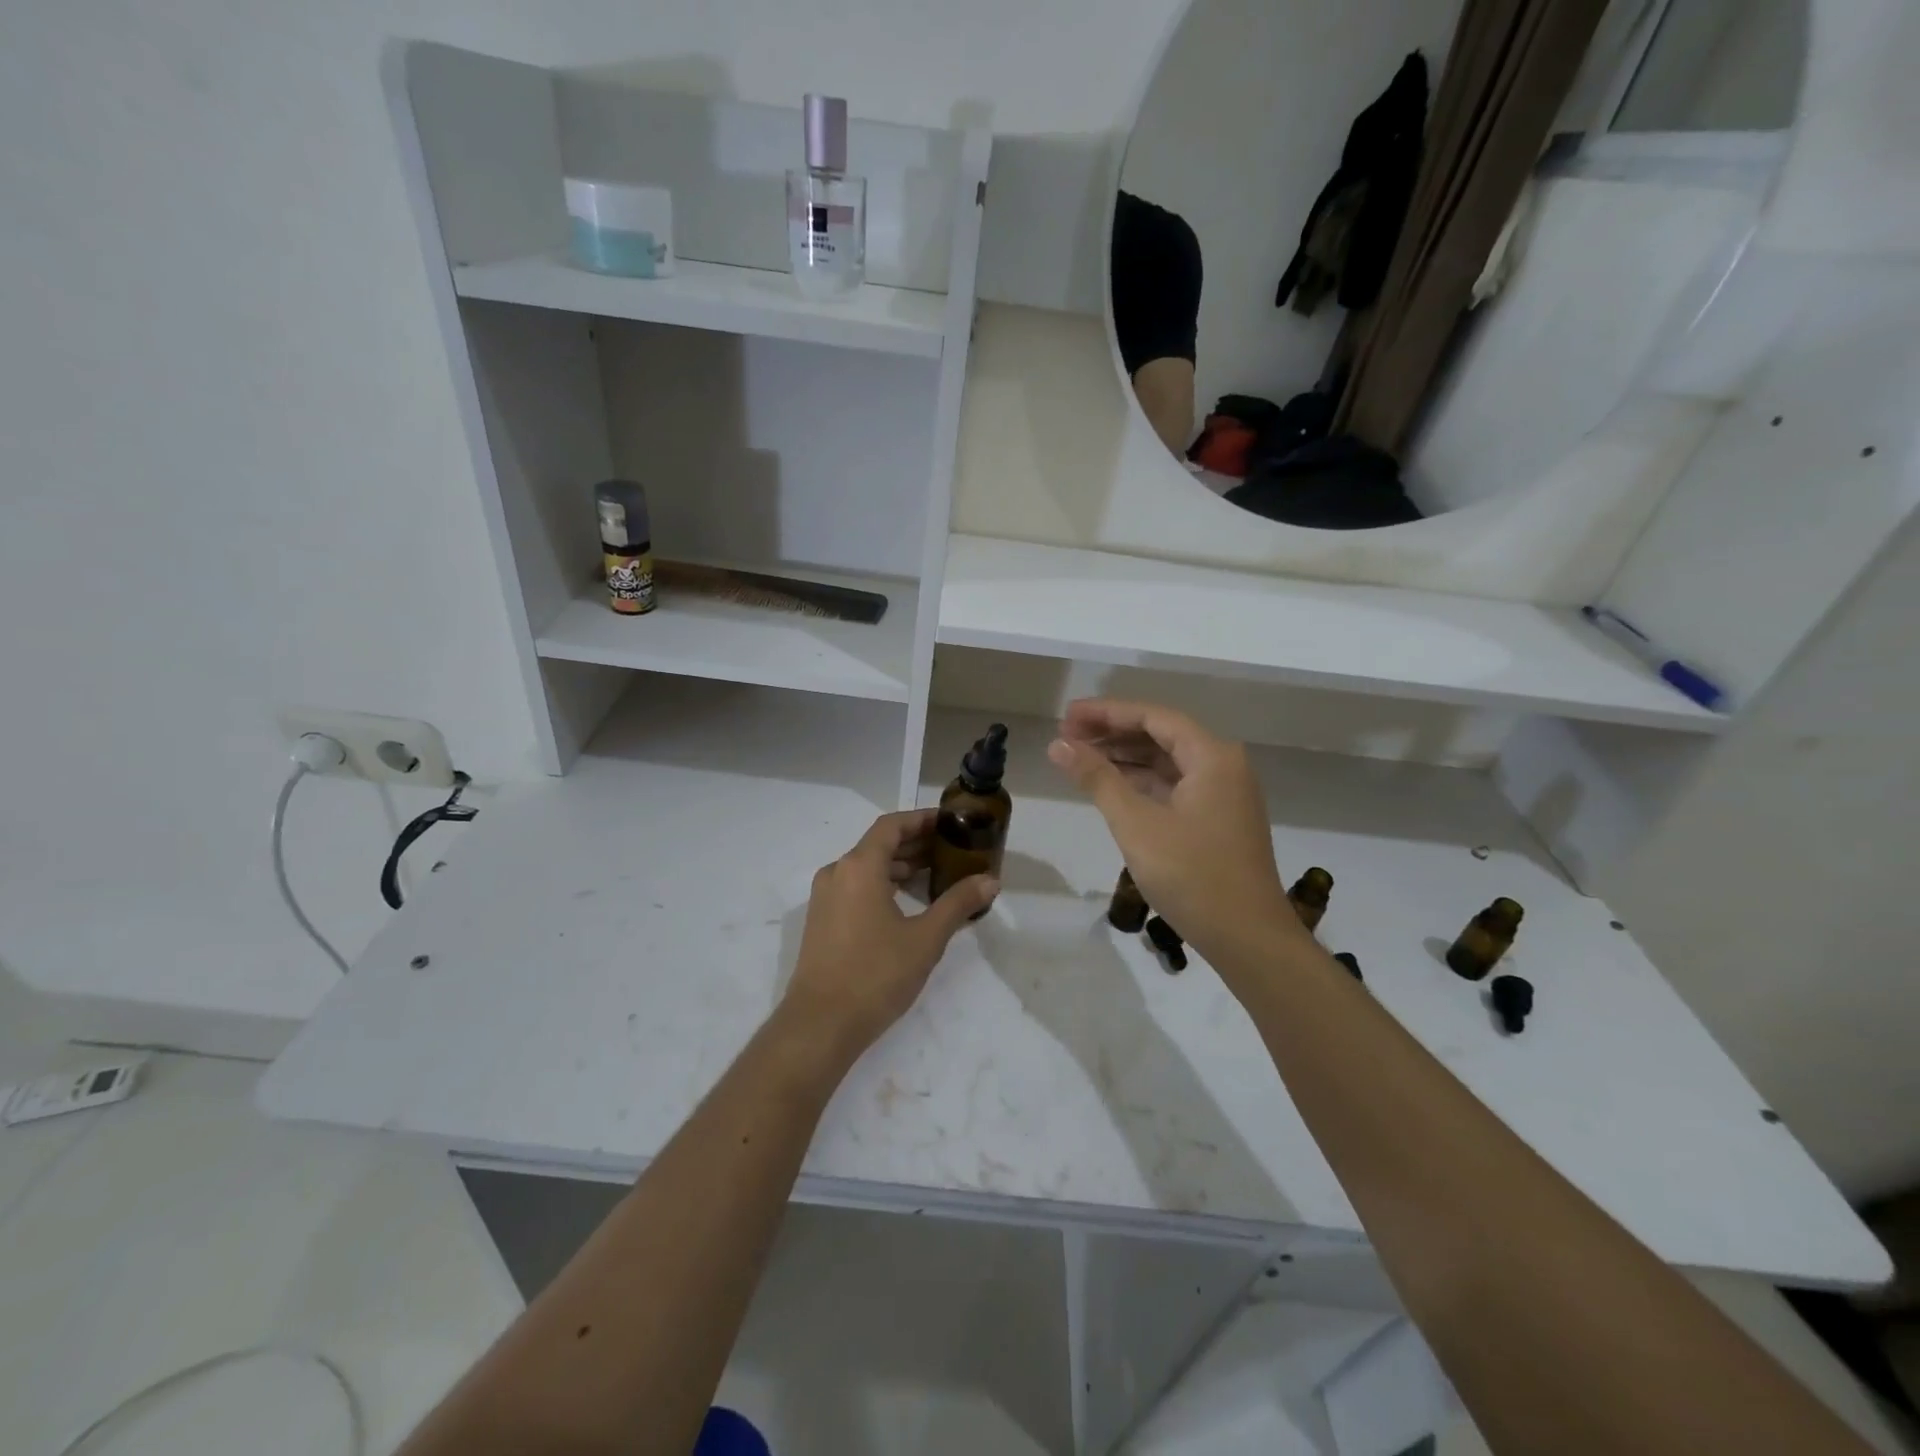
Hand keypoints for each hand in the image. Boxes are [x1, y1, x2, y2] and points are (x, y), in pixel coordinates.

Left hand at [779, 810, 998, 1059]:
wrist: (820, 1025)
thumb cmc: (875, 974)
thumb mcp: (925, 938)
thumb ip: (957, 904)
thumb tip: (990, 881)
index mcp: (858, 867)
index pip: (892, 826)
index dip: (921, 820)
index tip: (950, 823)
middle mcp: (837, 873)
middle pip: (878, 845)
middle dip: (915, 844)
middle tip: (952, 850)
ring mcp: (825, 898)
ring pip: (866, 868)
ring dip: (899, 867)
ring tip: (935, 876)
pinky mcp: (822, 921)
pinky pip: (856, 888)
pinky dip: (883, 885)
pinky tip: (907, 904)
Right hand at [1048, 699, 1300, 968]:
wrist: (1248, 939)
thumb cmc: (1192, 876)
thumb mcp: (1136, 824)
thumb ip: (1097, 779)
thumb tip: (1059, 745)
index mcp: (1212, 757)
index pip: (1153, 717)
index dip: (1107, 713)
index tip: (1067, 716)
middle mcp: (1223, 766)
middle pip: (1161, 734)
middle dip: (1113, 733)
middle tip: (1066, 736)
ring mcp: (1223, 794)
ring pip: (1167, 761)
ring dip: (1125, 757)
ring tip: (1080, 757)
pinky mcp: (1218, 820)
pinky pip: (1175, 785)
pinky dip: (1142, 782)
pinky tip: (1112, 787)